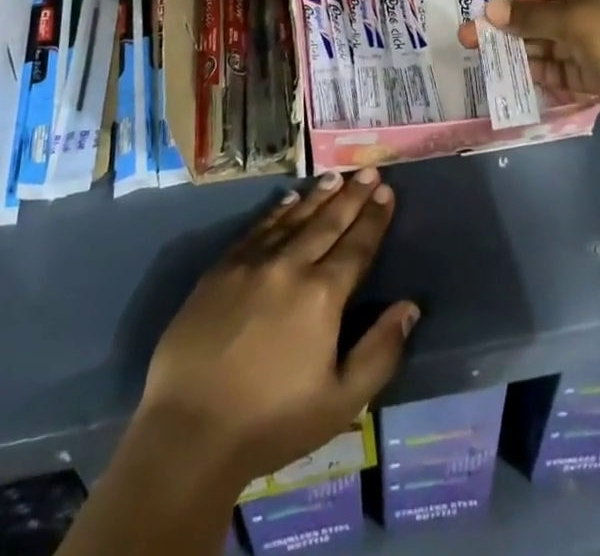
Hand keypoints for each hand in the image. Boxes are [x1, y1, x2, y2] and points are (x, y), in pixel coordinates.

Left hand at [137, 169, 419, 486]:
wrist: (190, 429)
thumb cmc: (271, 421)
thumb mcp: (340, 402)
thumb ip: (380, 352)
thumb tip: (409, 307)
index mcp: (322, 296)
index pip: (356, 246)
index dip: (374, 218)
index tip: (387, 190)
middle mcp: (290, 266)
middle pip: (328, 223)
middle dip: (352, 195)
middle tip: (368, 170)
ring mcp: (252, 262)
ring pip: (293, 218)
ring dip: (318, 196)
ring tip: (335, 176)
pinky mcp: (221, 268)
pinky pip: (258, 227)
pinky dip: (278, 210)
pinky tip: (290, 199)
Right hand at [461, 0, 599, 144]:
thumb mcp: (573, 21)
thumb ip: (530, 16)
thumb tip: (490, 11)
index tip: (487, 11)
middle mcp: (593, 7)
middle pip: (543, 12)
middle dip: (510, 25)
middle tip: (473, 39)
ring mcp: (595, 42)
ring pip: (548, 41)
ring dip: (521, 49)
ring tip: (487, 60)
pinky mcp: (595, 72)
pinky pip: (559, 67)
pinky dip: (540, 71)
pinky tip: (515, 77)